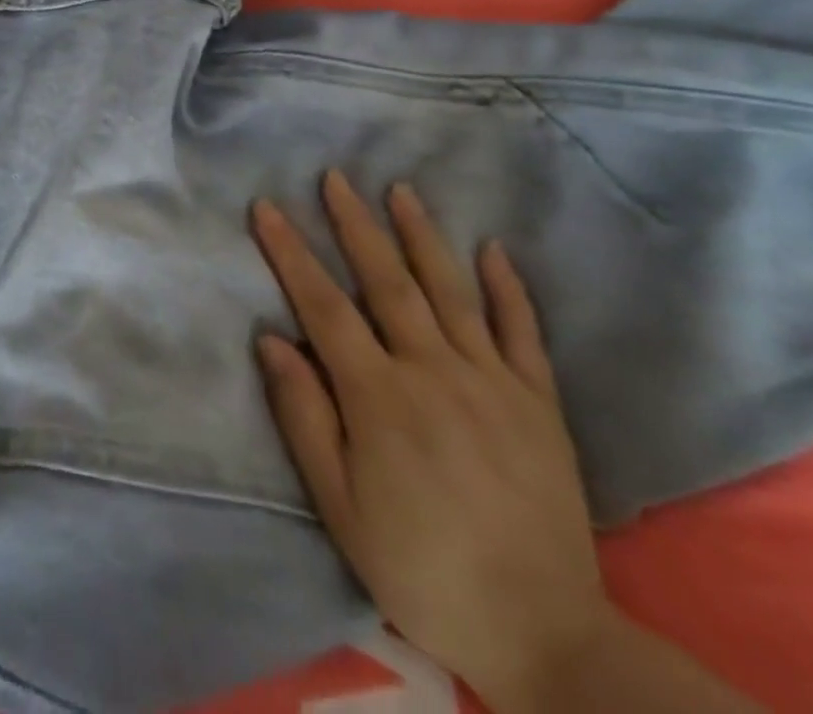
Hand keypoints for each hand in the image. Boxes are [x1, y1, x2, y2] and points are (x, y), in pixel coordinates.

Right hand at [252, 171, 613, 700]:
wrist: (545, 635)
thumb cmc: (422, 569)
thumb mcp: (340, 507)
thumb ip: (304, 416)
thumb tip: (271, 339)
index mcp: (379, 397)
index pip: (323, 306)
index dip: (290, 252)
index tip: (267, 208)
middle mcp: (434, 371)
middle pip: (387, 281)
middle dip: (355, 224)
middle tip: (335, 177)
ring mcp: (492, 382)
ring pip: (451, 291)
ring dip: (422, 236)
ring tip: (400, 190)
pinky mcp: (539, 403)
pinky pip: (522, 332)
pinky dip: (508, 287)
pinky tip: (493, 249)